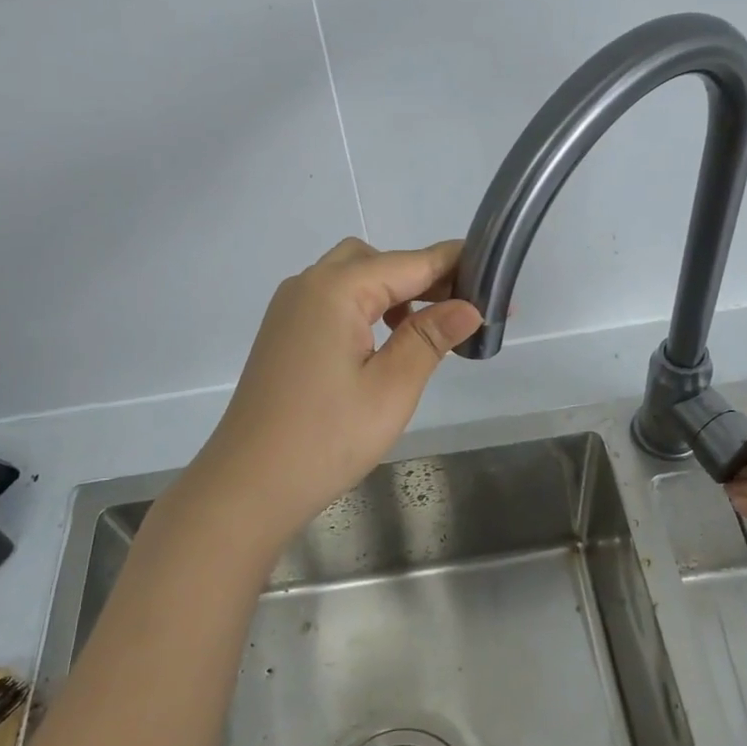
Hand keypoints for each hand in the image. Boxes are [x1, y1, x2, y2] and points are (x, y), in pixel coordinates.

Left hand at [183, 238, 481, 550]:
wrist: (249, 485)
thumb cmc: (327, 437)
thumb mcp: (392, 387)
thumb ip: (430, 338)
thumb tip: (470, 306)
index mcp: (335, 290)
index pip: (409, 262)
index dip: (455, 267)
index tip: (497, 278)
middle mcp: (308, 286)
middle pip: (377, 260)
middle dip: (422, 276)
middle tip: (463, 311)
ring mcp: (289, 309)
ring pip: (352, 278)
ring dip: (392, 291)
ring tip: (428, 329)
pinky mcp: (283, 333)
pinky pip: (332, 301)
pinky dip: (365, 308)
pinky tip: (384, 342)